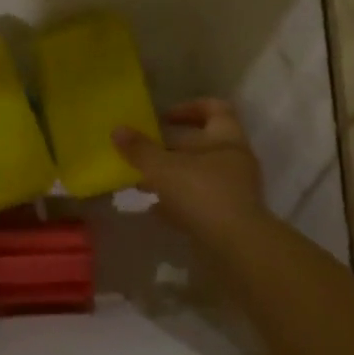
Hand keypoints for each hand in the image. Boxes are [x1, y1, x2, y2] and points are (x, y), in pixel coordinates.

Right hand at [112, 99, 266, 240]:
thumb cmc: (202, 193)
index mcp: (226, 138)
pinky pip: (199, 201)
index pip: (214, 108)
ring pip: (198, 174)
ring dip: (171, 176)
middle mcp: (234, 160)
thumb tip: (117, 129)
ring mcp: (233, 190)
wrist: (235, 246)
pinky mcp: (227, 216)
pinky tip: (156, 209)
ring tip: (142, 182)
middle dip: (170, 147)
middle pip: (202, 144)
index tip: (163, 118)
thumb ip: (140, 149)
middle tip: (143, 152)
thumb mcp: (163, 168)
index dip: (188, 108)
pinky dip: (178, 202)